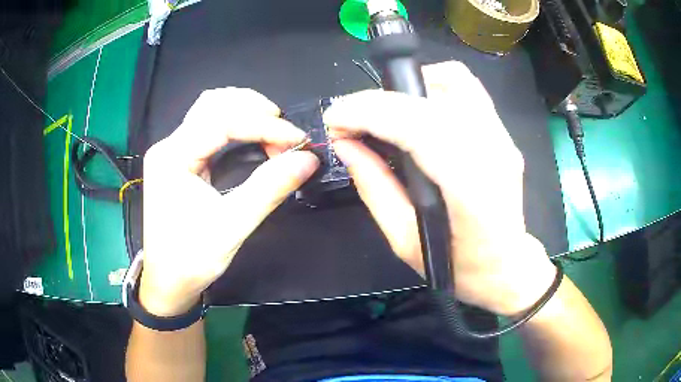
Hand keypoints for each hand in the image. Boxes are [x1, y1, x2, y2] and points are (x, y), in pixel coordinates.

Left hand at [140, 88, 318, 316]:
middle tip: (285, 132)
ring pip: (211, 110)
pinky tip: (254, 135)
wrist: (168, 282)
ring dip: (245, 111)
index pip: (221, 121)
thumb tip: (308, 160)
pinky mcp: (181, 160)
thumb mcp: (232, 226)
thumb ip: (269, 188)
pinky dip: (237, 124)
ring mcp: (173, 151)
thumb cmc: (191, 259)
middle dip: (254, 109)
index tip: (298, 140)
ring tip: (274, 130)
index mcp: (172, 157)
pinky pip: (210, 127)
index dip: (264, 125)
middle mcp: (169, 146)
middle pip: (213, 103)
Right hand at [324, 61, 555, 315]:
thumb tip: (345, 144)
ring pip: (452, 80)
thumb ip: (374, 188)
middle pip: (432, 98)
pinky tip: (413, 107)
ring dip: (407, 88)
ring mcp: (502, 137)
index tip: (335, 119)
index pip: (421, 128)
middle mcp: (494, 153)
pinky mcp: (502, 131)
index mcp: (473, 192)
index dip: (371, 113)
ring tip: (382, 113)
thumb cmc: (459, 267)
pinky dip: (431, 86)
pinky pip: (465, 87)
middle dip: (378, 101)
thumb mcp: (405, 241)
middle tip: (350, 121)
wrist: (507, 265)